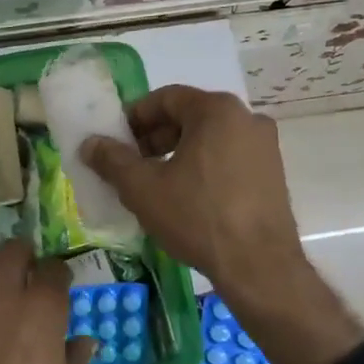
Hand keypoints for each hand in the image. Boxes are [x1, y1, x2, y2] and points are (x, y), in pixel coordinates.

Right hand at [80, 86, 363, 363]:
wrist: (259, 266)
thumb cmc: (197, 217)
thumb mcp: (143, 188)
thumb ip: (112, 160)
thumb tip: (90, 143)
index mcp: (217, 110)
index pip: (166, 98)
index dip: (134, 117)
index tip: (115, 140)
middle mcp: (246, 118)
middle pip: (189, 116)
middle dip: (155, 137)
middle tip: (131, 163)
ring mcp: (265, 146)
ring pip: (210, 138)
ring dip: (178, 153)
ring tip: (155, 183)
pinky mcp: (273, 173)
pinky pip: (229, 158)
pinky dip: (203, 167)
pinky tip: (186, 196)